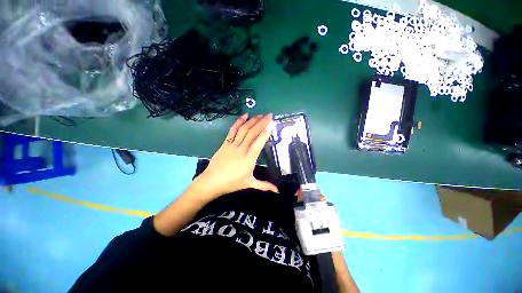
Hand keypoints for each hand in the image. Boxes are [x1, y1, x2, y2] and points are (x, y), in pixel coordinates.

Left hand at [192, 113, 277, 199]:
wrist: (212, 181)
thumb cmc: (232, 184)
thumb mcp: (249, 184)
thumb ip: (264, 186)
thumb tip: (277, 191)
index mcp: (248, 160)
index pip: (258, 143)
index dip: (264, 133)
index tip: (271, 125)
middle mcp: (241, 150)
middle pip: (252, 133)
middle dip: (261, 123)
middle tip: (269, 115)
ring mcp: (232, 145)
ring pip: (243, 130)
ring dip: (252, 121)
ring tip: (260, 115)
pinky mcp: (225, 143)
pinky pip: (232, 130)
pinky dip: (238, 122)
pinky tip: (245, 115)